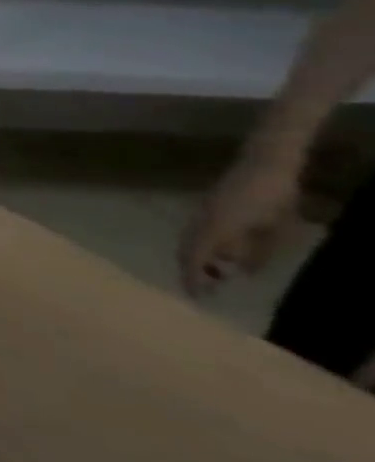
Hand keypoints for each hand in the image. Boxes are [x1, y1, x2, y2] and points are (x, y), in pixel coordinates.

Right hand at [179, 150, 301, 296]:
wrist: (265, 164)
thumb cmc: (274, 196)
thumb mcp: (276, 228)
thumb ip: (258, 252)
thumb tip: (240, 271)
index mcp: (215, 229)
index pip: (195, 258)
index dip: (192, 278)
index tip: (195, 296)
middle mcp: (201, 222)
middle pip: (185, 250)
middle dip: (190, 270)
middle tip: (203, 289)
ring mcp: (201, 213)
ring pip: (188, 241)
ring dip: (195, 259)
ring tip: (212, 273)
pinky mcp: (206, 208)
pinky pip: (196, 232)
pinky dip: (201, 247)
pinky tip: (219, 253)